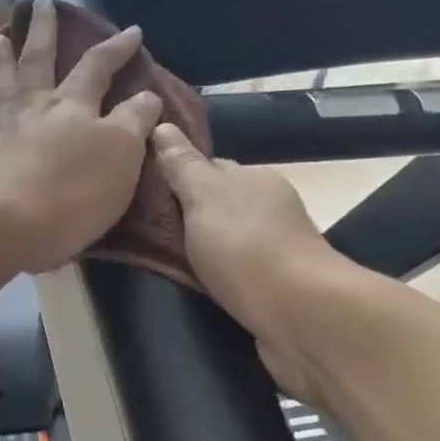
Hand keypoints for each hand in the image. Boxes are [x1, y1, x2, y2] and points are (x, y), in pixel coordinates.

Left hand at [0, 0, 162, 273]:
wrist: (8, 224)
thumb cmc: (74, 190)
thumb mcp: (121, 153)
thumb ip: (134, 121)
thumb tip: (146, 95)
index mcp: (74, 104)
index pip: (98, 66)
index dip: (117, 48)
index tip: (132, 31)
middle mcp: (38, 108)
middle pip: (40, 59)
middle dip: (44, 30)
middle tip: (41, 3)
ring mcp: (8, 130)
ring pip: (7, 81)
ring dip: (5, 56)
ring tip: (0, 36)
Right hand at [152, 123, 343, 400]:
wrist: (298, 315)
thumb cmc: (246, 247)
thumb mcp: (205, 197)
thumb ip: (183, 166)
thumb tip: (163, 126)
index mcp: (255, 180)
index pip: (211, 168)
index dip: (179, 176)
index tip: (144, 191)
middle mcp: (269, 211)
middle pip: (219, 206)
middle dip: (188, 215)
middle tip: (141, 230)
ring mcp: (274, 252)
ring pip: (226, 243)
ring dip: (202, 251)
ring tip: (158, 263)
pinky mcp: (273, 290)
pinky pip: (234, 276)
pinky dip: (215, 280)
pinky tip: (193, 289)